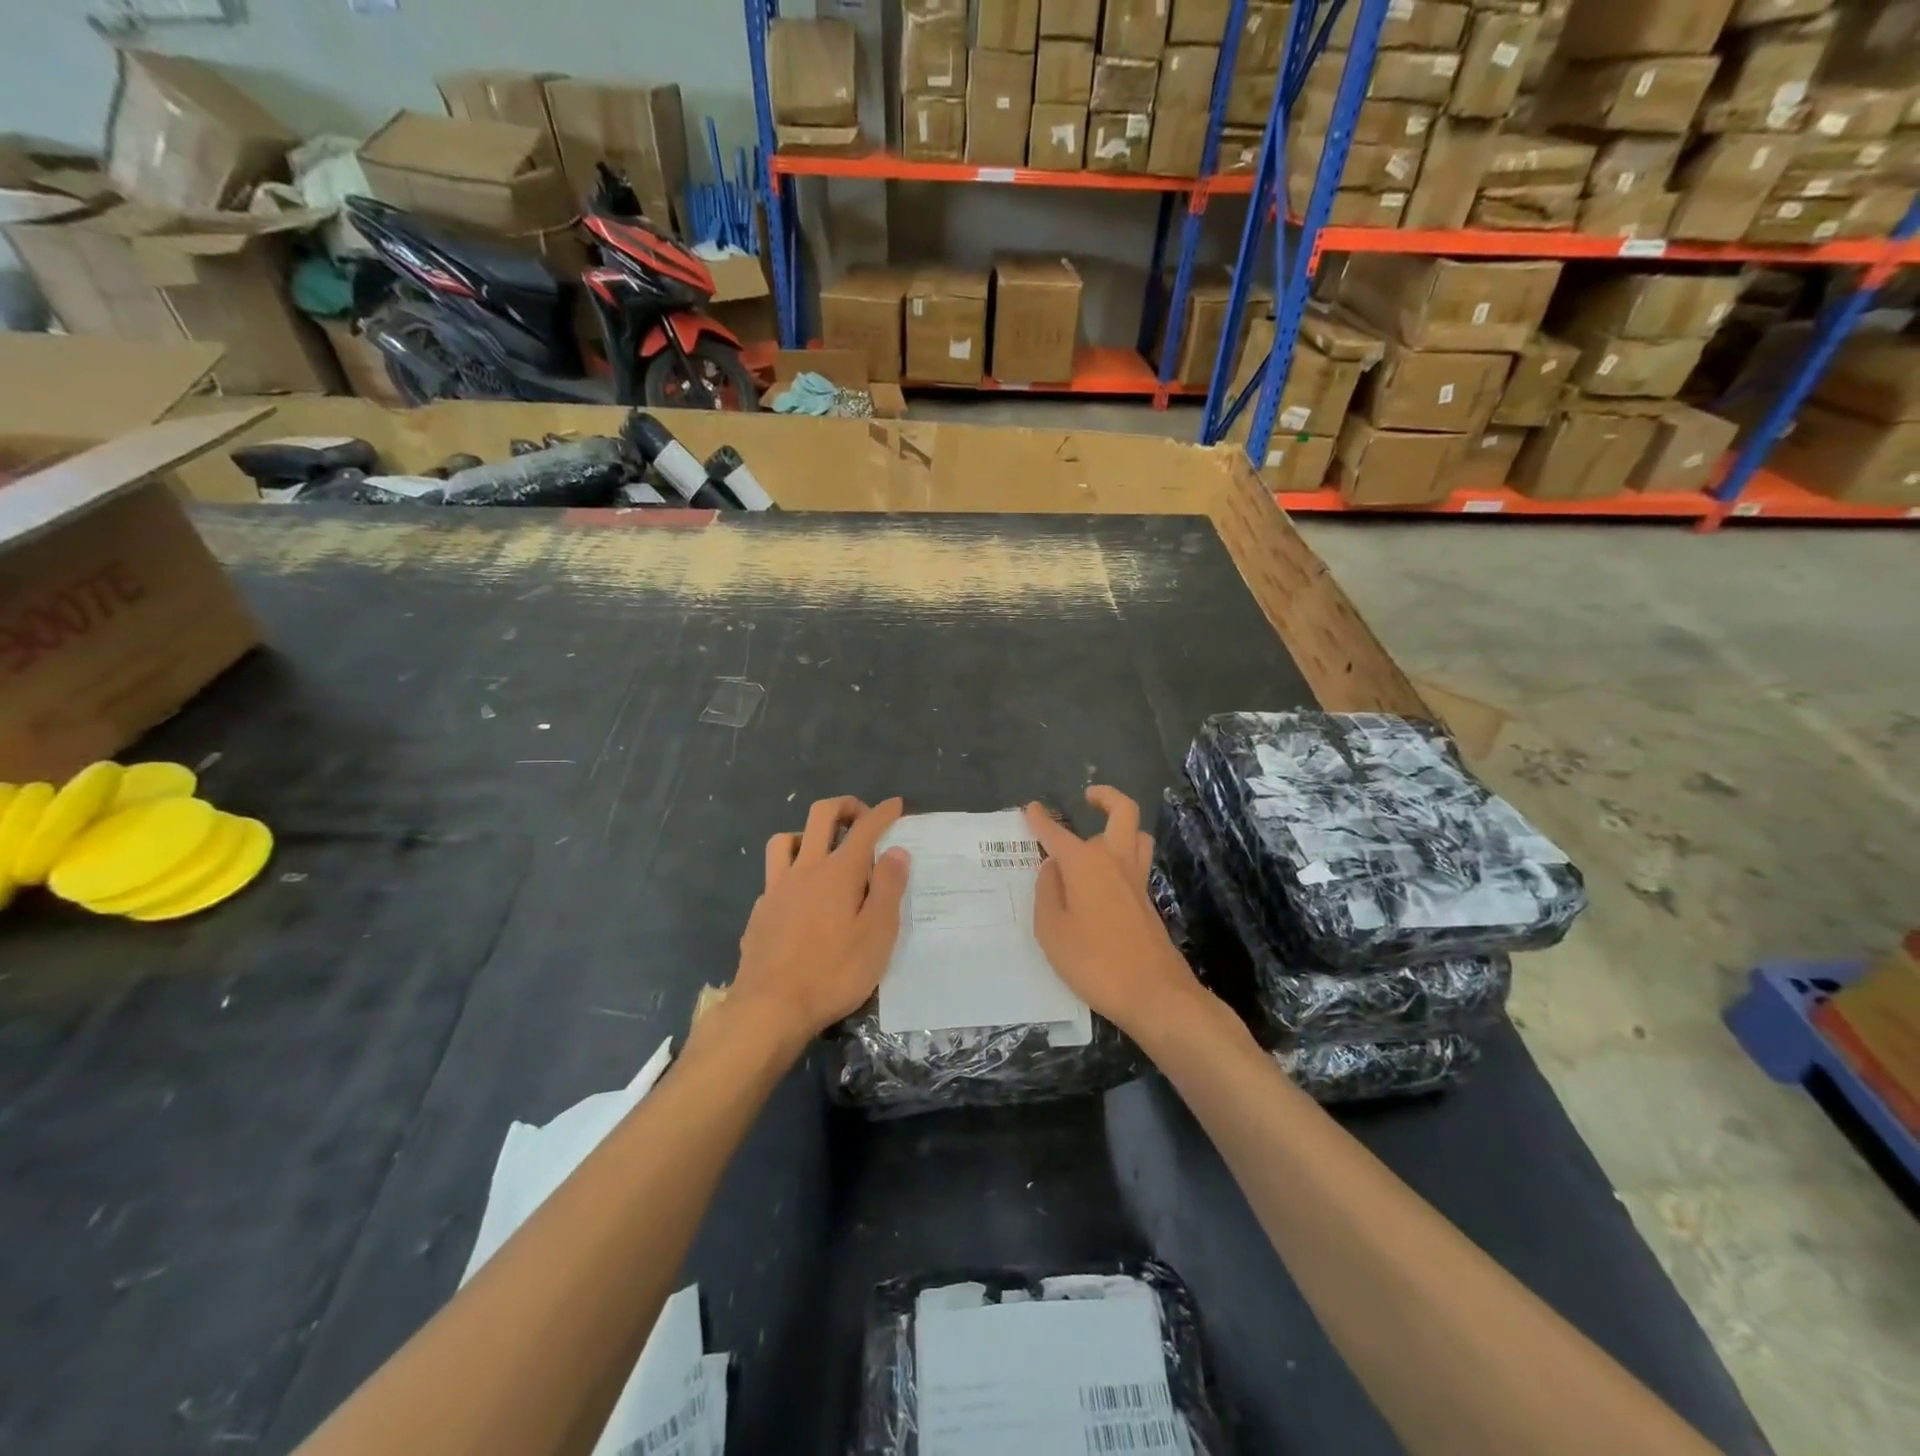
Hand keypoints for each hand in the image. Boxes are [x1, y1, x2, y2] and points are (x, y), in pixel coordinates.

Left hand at [733, 796, 909, 1041]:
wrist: (770, 1007)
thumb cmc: (834, 972)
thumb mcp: (877, 934)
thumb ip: (888, 888)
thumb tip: (896, 851)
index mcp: (838, 872)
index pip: (864, 828)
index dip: (882, 813)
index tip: (895, 805)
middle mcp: (805, 869)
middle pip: (820, 816)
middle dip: (844, 806)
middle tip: (861, 816)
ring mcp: (777, 888)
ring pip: (785, 839)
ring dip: (807, 833)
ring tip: (823, 849)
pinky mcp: (760, 911)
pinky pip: (774, 874)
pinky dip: (790, 871)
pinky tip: (799, 895)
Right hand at [1024, 787, 1203, 1037]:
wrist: (1154, 993)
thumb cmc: (1094, 962)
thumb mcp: (1052, 931)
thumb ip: (1047, 893)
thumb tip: (1051, 868)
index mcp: (1086, 864)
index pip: (1058, 833)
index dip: (1041, 820)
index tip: (1030, 809)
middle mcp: (1115, 861)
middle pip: (1122, 812)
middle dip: (1105, 797)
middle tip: (1088, 797)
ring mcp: (1137, 881)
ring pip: (1138, 835)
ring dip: (1121, 826)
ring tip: (1099, 835)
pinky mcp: (1148, 902)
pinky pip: (1137, 862)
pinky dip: (1122, 856)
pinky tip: (1103, 879)